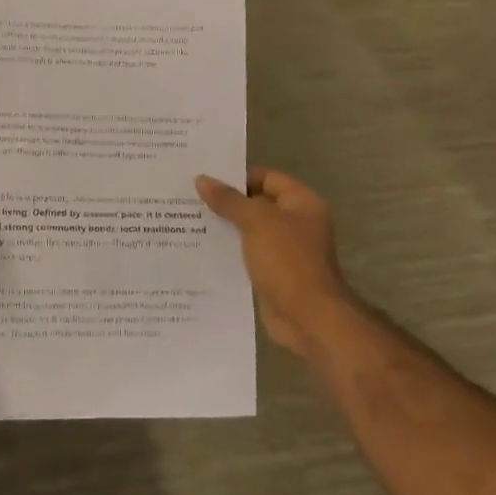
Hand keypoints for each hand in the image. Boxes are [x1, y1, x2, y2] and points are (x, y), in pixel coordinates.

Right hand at [196, 167, 353, 355]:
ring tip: (187, 220)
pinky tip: (200, 248)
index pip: (267, 178)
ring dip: (224, 227)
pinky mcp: (273, 273)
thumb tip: (202, 179)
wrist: (308, 318)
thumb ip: (229, 200)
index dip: (238, 176)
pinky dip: (228, 251)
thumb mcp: (256, 222)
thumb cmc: (287, 261)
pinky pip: (247, 254)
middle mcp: (296, 223)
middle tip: (190, 197)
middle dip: (227, 202)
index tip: (206, 177)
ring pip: (249, 230)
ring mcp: (285, 250)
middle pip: (257, 203)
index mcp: (302, 203)